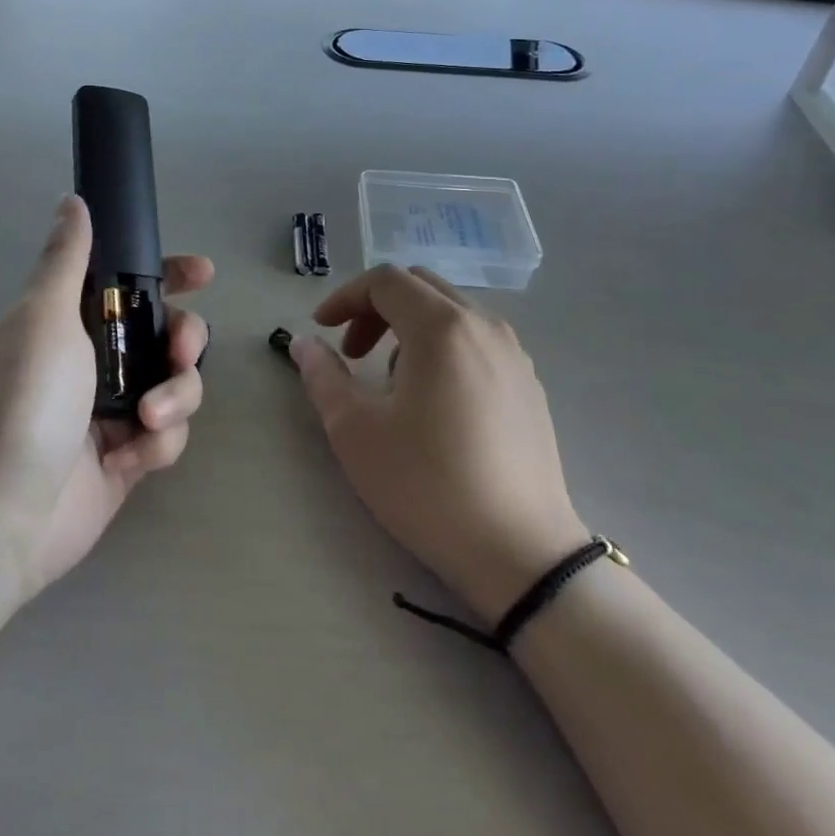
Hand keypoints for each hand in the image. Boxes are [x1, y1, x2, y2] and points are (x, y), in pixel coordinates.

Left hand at [0, 195, 210, 604]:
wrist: (2, 513)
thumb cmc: (25, 401)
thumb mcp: (44, 317)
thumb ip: (67, 259)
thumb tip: (73, 201)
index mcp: (73, 320)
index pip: (128, 283)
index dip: (168, 273)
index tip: (202, 273)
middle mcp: (97, 358)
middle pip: (168, 332)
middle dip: (184, 340)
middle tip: (179, 353)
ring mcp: (115, 408)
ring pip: (177, 383)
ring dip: (174, 397)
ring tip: (147, 421)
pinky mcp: (129, 454)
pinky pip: (168, 434)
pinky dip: (157, 443)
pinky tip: (128, 459)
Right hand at [289, 265, 587, 623]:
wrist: (521, 554)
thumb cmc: (428, 486)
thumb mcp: (356, 432)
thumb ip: (323, 377)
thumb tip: (304, 344)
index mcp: (441, 328)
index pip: (385, 281)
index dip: (345, 297)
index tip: (322, 329)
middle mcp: (483, 326)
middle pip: (419, 286)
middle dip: (376, 308)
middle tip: (352, 350)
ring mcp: (514, 354)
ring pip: (451, 312)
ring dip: (410, 326)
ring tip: (392, 381)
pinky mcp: (530, 384)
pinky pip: (477, 340)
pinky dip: (443, 346)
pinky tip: (435, 399)